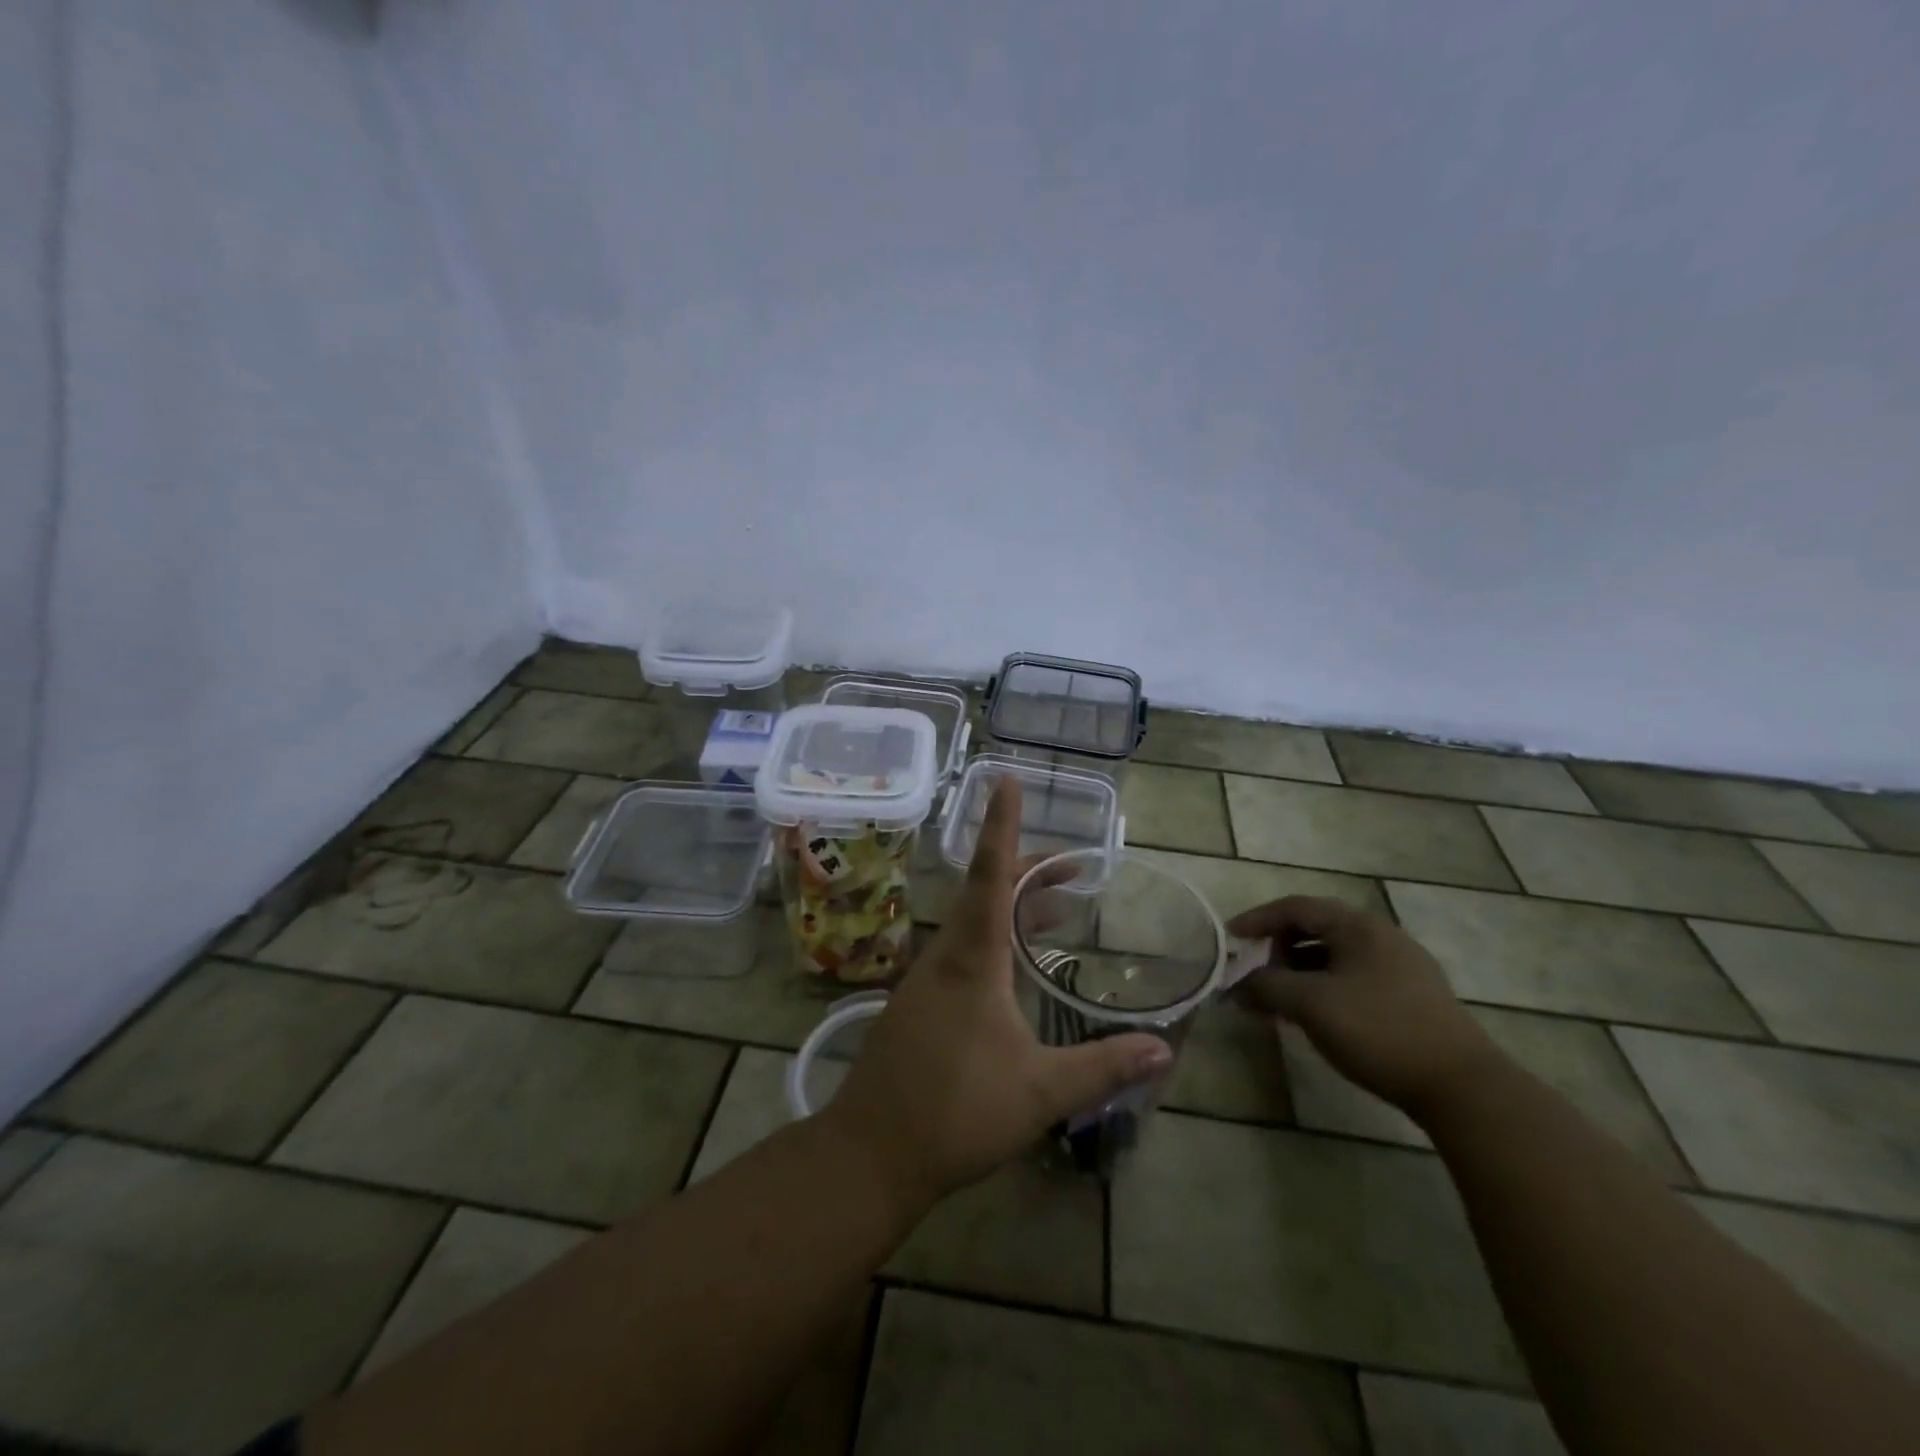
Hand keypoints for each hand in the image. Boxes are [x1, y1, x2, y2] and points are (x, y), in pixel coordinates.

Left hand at [825, 781, 1172, 1211]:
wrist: (871, 1153)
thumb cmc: (956, 1111)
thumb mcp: (1040, 1090)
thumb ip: (1103, 1066)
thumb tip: (1164, 1048)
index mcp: (972, 958)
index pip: (991, 873)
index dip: (1002, 825)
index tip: (1007, 779)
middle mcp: (945, 955)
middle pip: (986, 892)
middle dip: (1028, 870)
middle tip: (1072, 867)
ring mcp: (926, 980)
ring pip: (974, 923)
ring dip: (1014, 908)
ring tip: (1057, 910)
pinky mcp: (917, 1005)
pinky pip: (962, 951)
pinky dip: (996, 940)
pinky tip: (1015, 970)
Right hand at [1231, 896, 1498, 1115]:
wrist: (1462, 1087)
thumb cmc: (1378, 1030)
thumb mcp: (1311, 1004)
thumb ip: (1266, 986)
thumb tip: (1234, 984)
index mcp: (1357, 925)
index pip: (1294, 907)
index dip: (1256, 920)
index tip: (1228, 939)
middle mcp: (1380, 935)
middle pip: (1315, 928)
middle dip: (1277, 948)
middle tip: (1253, 972)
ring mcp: (1401, 966)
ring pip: (1334, 956)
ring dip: (1299, 971)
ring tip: (1278, 999)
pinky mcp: (1412, 996)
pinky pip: (1353, 977)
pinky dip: (1324, 987)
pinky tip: (1316, 1015)